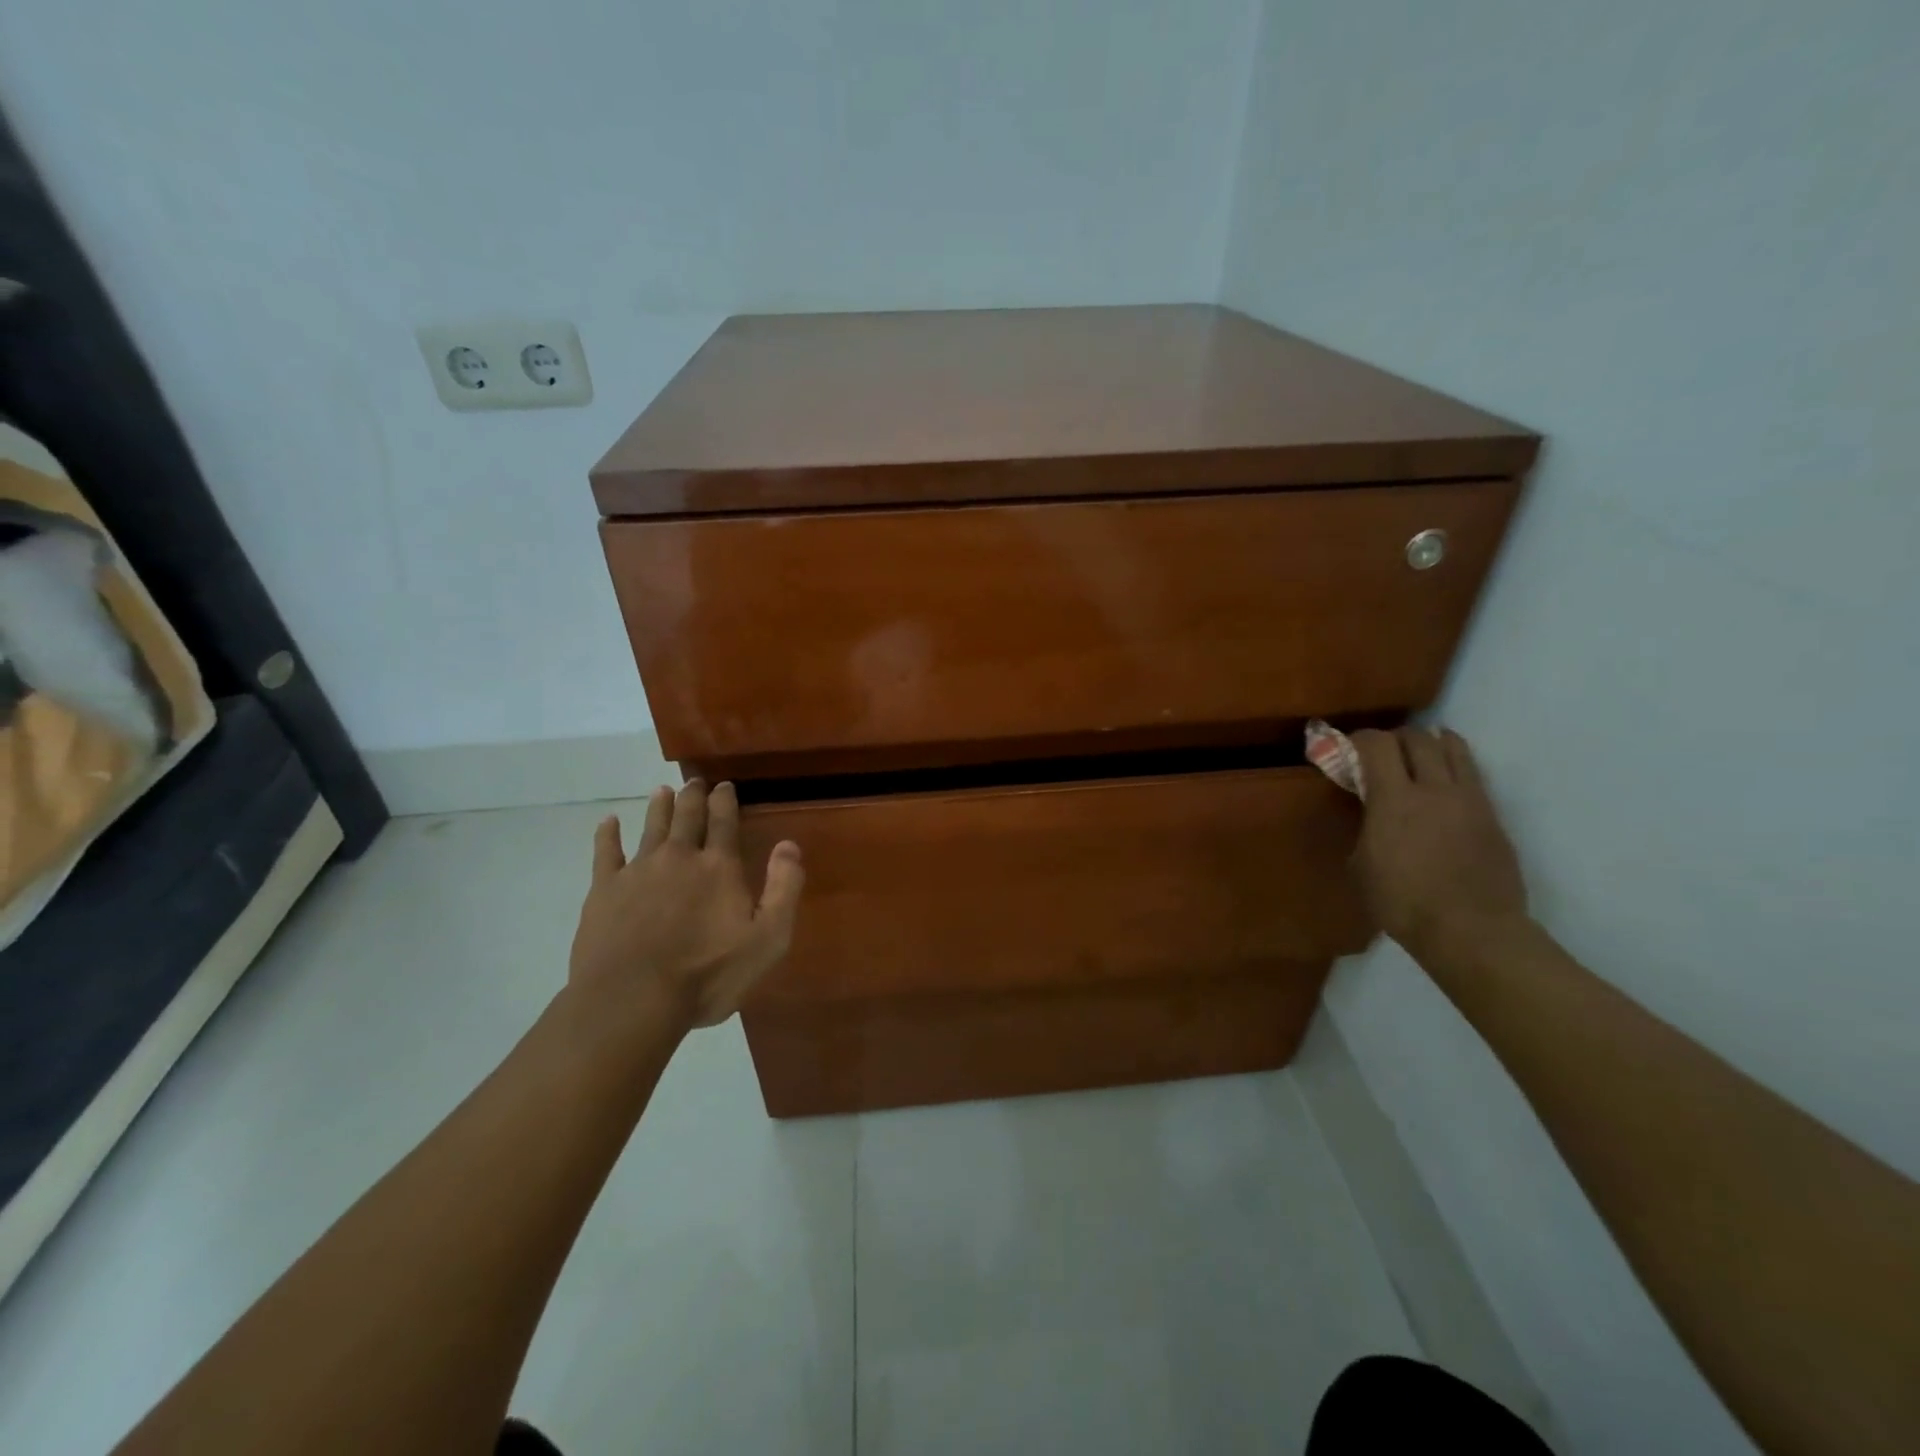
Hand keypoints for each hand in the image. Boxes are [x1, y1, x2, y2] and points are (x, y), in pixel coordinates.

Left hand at [568, 780, 803, 1029]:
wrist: (632, 1000)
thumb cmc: (707, 974)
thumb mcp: (767, 939)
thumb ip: (783, 888)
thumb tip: (789, 844)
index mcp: (719, 867)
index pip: (724, 822)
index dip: (725, 801)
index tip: (725, 786)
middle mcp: (679, 857)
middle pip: (687, 817)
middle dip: (694, 797)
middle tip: (695, 782)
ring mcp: (638, 871)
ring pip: (651, 827)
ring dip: (659, 807)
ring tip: (662, 792)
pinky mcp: (604, 890)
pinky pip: (605, 853)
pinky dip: (607, 835)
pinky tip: (607, 823)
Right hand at [1350, 727, 1529, 964]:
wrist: (1471, 931)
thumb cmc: (1403, 903)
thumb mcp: (1361, 865)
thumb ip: (1365, 828)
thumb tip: (1369, 813)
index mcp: (1393, 800)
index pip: (1376, 744)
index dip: (1358, 739)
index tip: (1347, 749)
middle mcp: (1433, 789)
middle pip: (1416, 738)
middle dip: (1394, 738)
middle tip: (1381, 754)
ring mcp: (1469, 799)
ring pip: (1452, 748)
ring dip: (1430, 743)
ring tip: (1418, 754)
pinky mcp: (1492, 815)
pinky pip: (1472, 773)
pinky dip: (1454, 763)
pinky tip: (1444, 778)